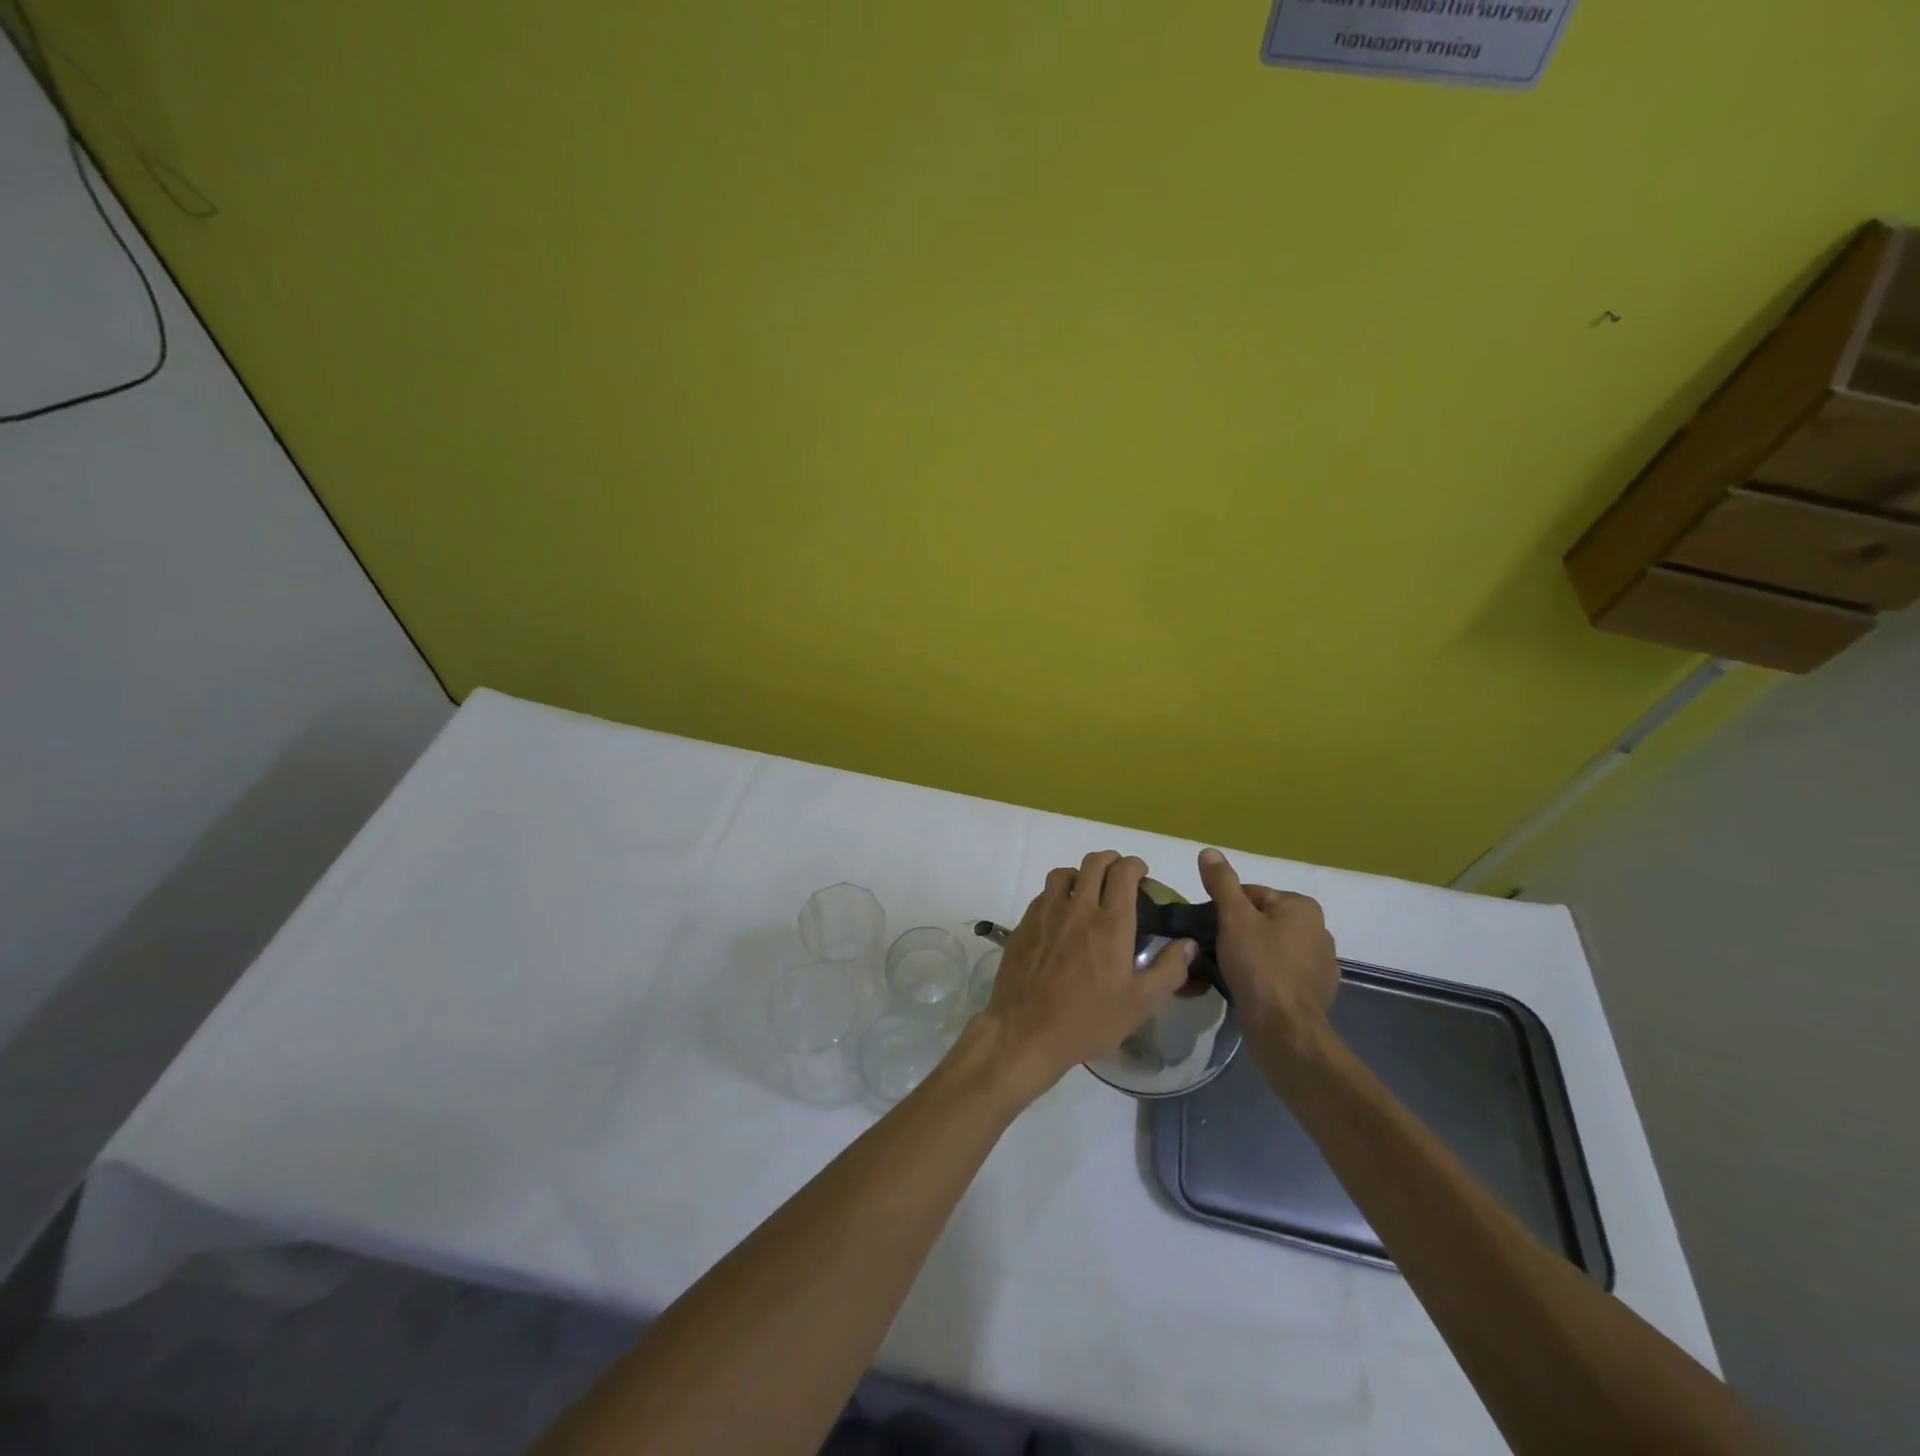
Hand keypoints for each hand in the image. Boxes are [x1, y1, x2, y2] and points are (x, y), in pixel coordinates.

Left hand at [975, 850, 1193, 1102]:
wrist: (1026, 1030)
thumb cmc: (1088, 1020)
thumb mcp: (1140, 1004)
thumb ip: (1169, 970)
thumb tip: (1188, 943)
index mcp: (1110, 923)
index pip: (1123, 872)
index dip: (1135, 865)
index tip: (1141, 875)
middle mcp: (1078, 907)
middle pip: (1094, 863)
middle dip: (1111, 861)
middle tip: (1119, 877)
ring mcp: (1046, 912)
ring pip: (1064, 873)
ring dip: (1081, 875)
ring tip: (1088, 893)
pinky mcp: (1024, 923)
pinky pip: (1044, 894)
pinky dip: (1058, 894)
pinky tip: (1061, 917)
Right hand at [1196, 848, 1339, 1051]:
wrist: (1285, 1030)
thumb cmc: (1259, 966)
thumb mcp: (1234, 918)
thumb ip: (1222, 883)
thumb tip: (1209, 851)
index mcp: (1302, 907)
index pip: (1252, 895)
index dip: (1225, 911)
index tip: (1210, 930)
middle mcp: (1319, 930)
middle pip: (1262, 921)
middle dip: (1238, 933)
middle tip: (1214, 951)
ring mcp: (1321, 964)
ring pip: (1271, 948)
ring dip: (1250, 956)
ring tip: (1227, 971)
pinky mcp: (1316, 993)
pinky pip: (1281, 974)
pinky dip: (1264, 977)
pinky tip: (1247, 989)